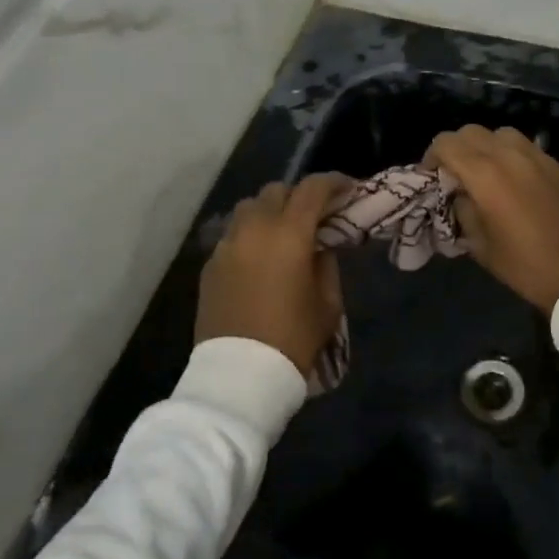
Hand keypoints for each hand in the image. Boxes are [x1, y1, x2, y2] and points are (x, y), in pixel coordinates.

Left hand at [196, 174, 350, 381]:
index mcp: (289, 234)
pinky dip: (249, 235)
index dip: (334, 182)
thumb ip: (326, 264)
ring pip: (248, 208)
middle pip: (276, 191)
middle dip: (298, 196)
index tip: (348, 188)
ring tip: (283, 233)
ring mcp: (226, 245)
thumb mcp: (327, 303)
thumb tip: (319, 246)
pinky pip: (232, 235)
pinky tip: (260, 259)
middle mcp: (253, 229)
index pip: (312, 189)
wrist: (240, 376)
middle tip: (315, 215)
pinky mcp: (210, 265)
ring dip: (269, 212)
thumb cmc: (293, 339)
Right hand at [424, 126, 558, 313]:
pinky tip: (515, 181)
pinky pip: (528, 147)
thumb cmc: (522, 265)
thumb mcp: (479, 244)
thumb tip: (459, 193)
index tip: (431, 176)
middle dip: (456, 147)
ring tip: (486, 171)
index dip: (432, 156)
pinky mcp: (558, 166)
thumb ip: (463, 209)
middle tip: (455, 173)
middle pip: (472, 131)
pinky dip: (512, 155)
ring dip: (486, 146)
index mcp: (485, 175)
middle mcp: (510, 156)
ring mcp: (539, 157)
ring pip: (502, 133)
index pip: (447, 143)